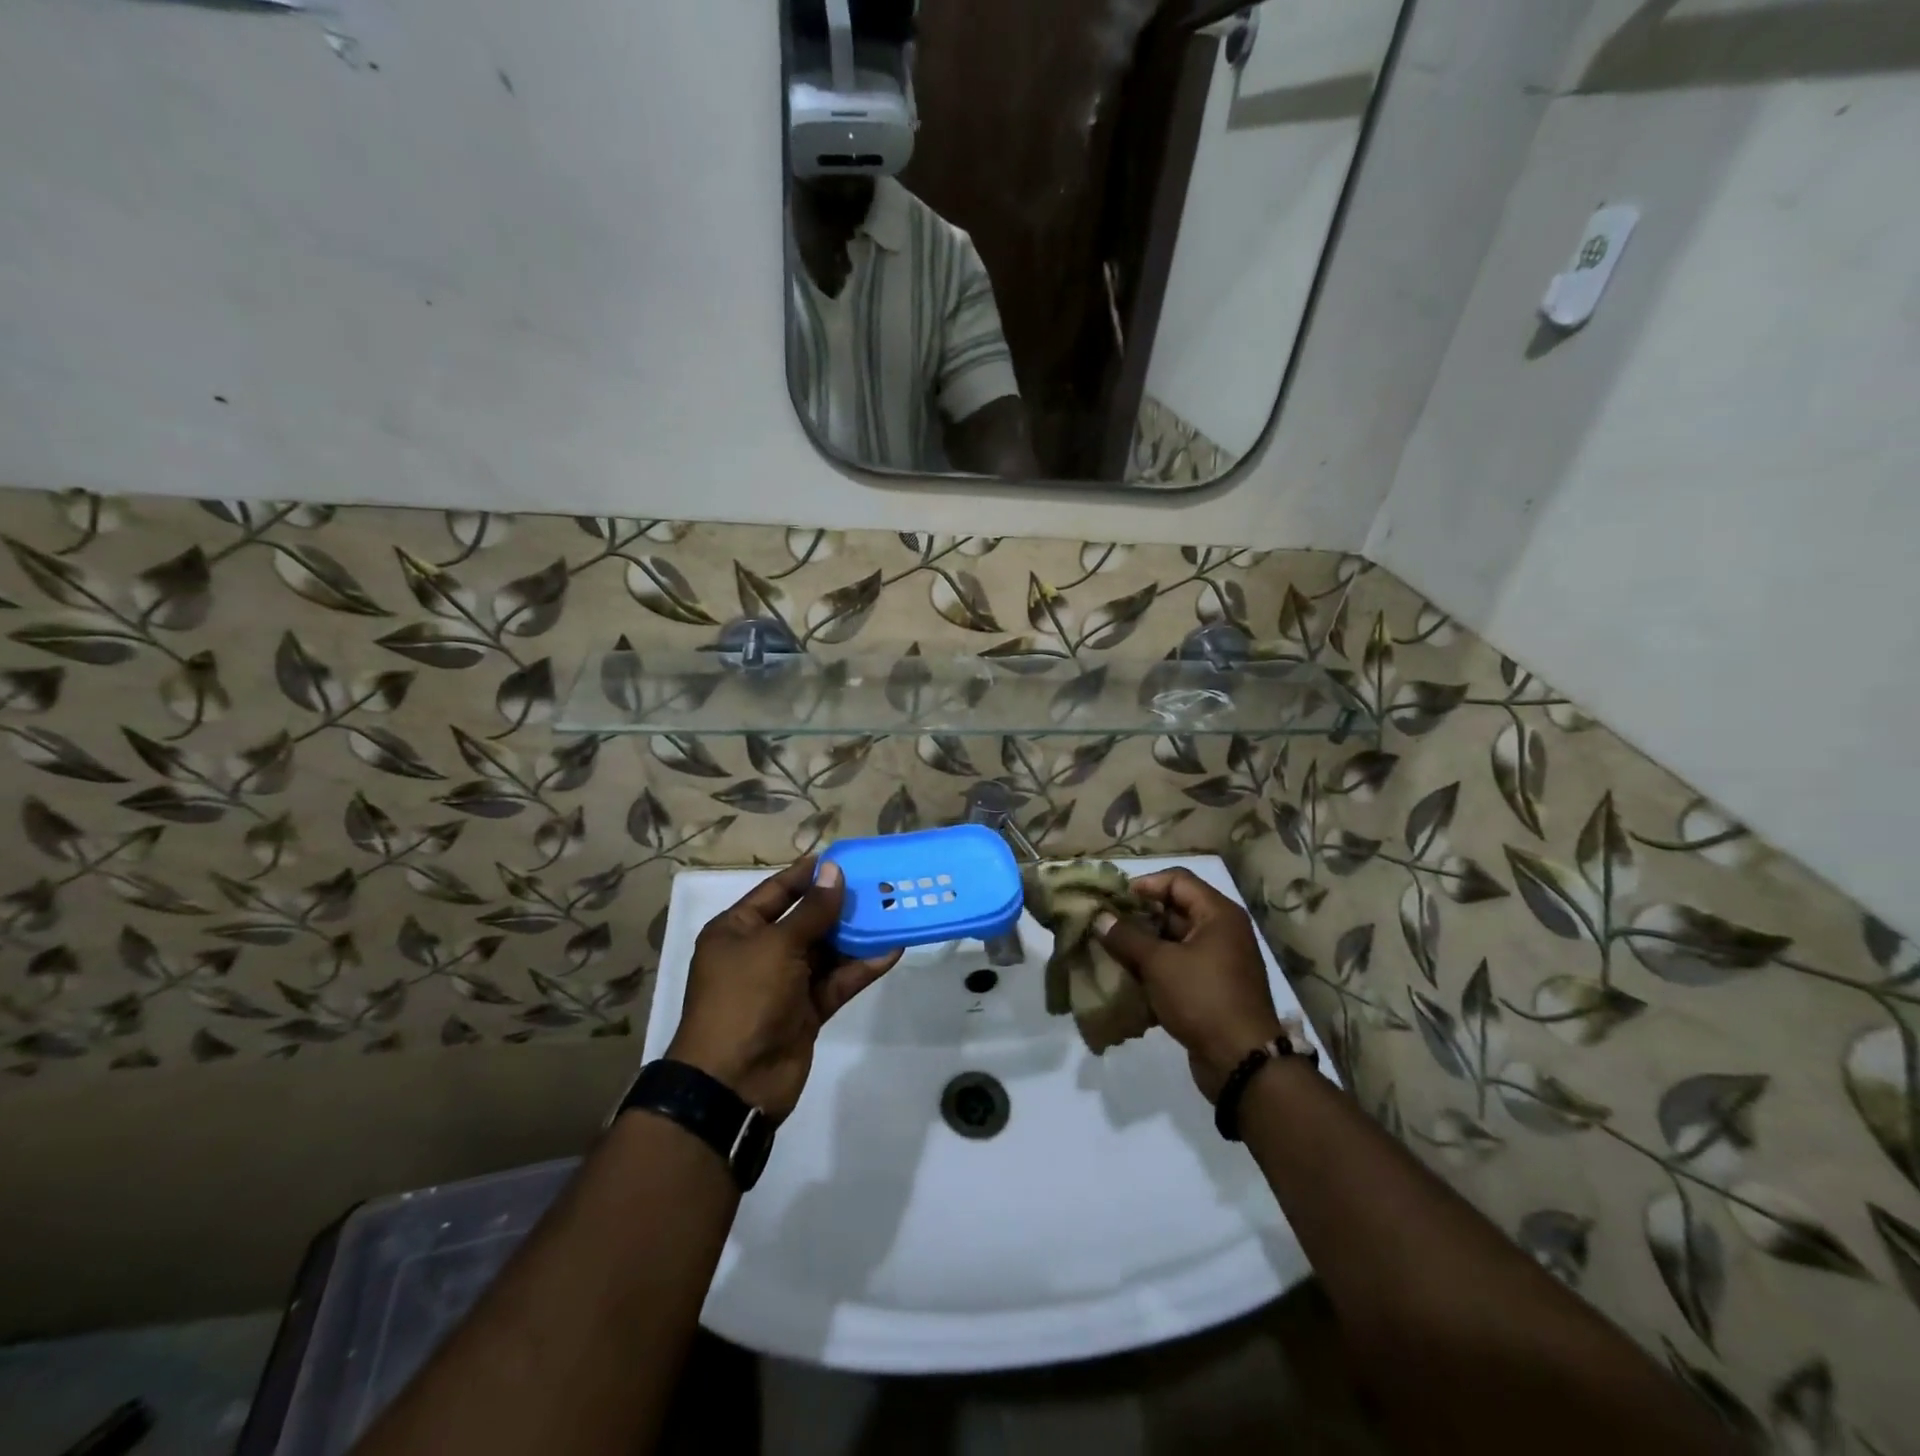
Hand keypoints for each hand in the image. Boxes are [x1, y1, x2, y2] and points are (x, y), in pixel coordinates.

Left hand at [667, 858, 900, 1119]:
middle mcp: (760, 952)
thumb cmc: (745, 998)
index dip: (809, 874)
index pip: (777, 891)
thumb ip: (812, 910)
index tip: (844, 858)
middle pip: (806, 920)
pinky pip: (836, 981)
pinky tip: (891, 950)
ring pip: (826, 951)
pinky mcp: (806, 1011)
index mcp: (738, 930)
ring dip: (857, 935)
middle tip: (880, 884)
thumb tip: (834, 871)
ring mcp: (785, 983)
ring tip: (893, 911)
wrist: (733, 1083)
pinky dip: (861, 967)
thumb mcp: (777, 946)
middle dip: (841, 904)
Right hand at [1092, 868, 1285, 1099]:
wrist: (1242, 1063)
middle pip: (1174, 910)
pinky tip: (1128, 980)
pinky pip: (1178, 967)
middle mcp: (1222, 931)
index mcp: (1218, 914)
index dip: (1144, 885)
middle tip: (1105, 927)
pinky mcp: (1212, 988)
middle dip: (1138, 918)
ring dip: (1143, 946)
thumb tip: (1100, 917)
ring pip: (1173, 941)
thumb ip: (1126, 936)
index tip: (1113, 901)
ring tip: (1110, 953)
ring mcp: (1219, 961)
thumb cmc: (1203, 999)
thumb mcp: (1159, 964)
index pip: (1177, 880)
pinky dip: (1155, 970)